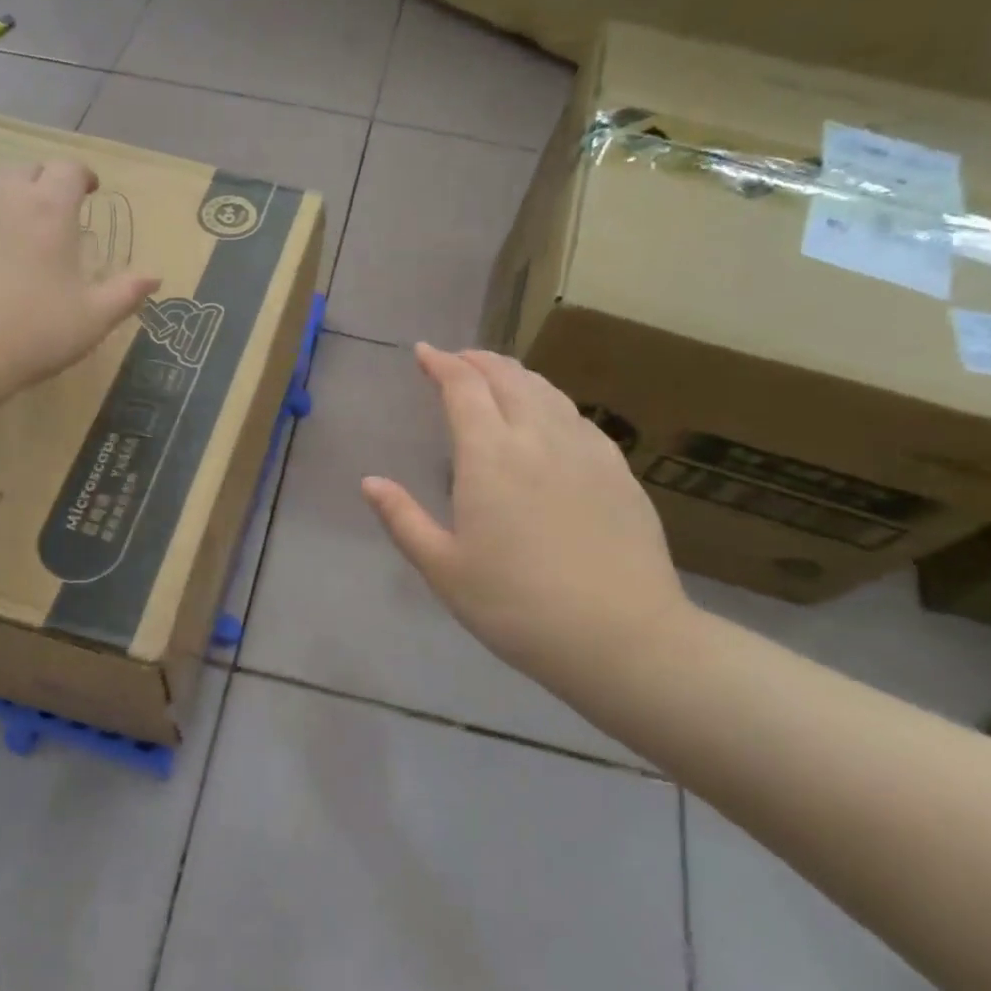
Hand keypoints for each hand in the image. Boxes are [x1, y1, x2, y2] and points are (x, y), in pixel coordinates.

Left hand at [0, 160, 158, 395]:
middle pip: (24, 168)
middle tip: (45, 214)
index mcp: (50, 208)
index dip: (81, 176)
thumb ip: (126, 292)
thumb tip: (155, 276)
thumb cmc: (32, 333)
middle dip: (39, 184)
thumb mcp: (93, 319)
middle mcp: (1, 190)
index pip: (70, 169)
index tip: (87, 191)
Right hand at [361, 345, 692, 686]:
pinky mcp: (617, 470)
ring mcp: (585, 450)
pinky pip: (577, 417)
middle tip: (457, 359)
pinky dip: (551, 401)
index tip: (423, 352)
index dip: (441, 363)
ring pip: (546, 391)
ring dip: (515, 375)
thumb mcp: (444, 570)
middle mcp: (538, 437)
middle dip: (477, 360)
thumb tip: (370, 482)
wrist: (621, 637)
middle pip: (507, 378)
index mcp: (490, 456)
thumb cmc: (517, 606)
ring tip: (498, 376)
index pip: (463, 387)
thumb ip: (402, 519)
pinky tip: (550, 418)